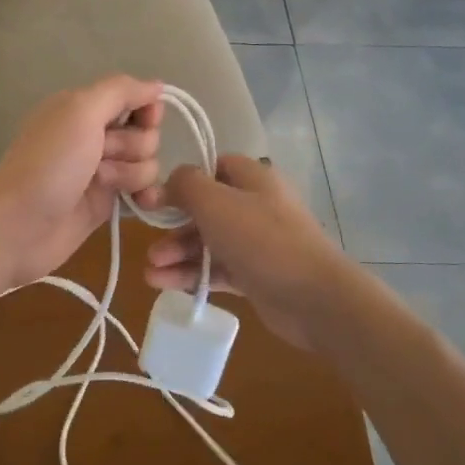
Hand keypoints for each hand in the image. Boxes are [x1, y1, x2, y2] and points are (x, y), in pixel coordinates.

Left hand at [0, 75, 166, 292]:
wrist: (19, 225)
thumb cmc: (49, 163)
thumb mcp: (80, 110)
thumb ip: (121, 91)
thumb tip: (157, 85)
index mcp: (83, 108)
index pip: (135, 99)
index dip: (147, 111)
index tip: (143, 122)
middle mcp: (94, 136)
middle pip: (145, 134)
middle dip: (131, 146)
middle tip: (99, 159)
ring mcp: (101, 172)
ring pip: (146, 164)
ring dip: (130, 173)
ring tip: (99, 184)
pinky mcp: (106, 204)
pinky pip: (143, 192)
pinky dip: (146, 196)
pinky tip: (142, 203)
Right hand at [145, 156, 355, 350]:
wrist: (313, 298)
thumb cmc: (262, 239)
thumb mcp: (215, 202)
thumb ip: (185, 185)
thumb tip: (169, 180)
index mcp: (253, 179)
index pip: (215, 167)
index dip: (185, 180)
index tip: (159, 199)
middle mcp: (256, 206)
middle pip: (206, 209)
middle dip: (174, 227)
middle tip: (150, 246)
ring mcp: (257, 243)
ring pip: (209, 242)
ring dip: (178, 255)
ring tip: (151, 273)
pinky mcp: (256, 275)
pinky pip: (218, 270)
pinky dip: (192, 276)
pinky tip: (165, 284)